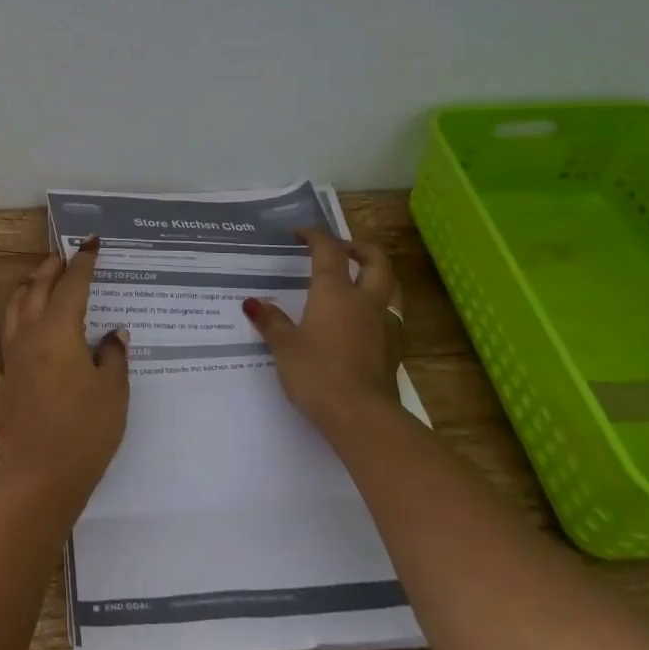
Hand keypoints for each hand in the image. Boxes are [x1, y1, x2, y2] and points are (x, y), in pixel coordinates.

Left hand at [0, 237, 128, 518]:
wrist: (43, 475)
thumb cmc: (87, 429)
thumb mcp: (114, 390)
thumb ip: (114, 356)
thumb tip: (114, 334)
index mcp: (61, 330)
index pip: (73, 286)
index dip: (83, 262)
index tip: (91, 244)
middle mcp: (31, 337)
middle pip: (37, 291)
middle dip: (51, 269)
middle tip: (62, 256)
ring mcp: (10, 362)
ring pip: (11, 314)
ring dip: (22, 293)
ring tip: (32, 282)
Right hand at [242, 228, 402, 435]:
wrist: (362, 416)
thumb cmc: (317, 373)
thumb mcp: (284, 347)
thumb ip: (271, 322)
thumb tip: (253, 303)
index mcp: (335, 292)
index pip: (328, 250)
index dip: (316, 236)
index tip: (301, 233)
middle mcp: (364, 300)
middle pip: (375, 260)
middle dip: (359, 247)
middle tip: (342, 248)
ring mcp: (385, 324)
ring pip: (392, 286)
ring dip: (378, 275)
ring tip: (361, 279)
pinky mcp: (395, 349)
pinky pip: (393, 316)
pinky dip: (381, 308)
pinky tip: (368, 321)